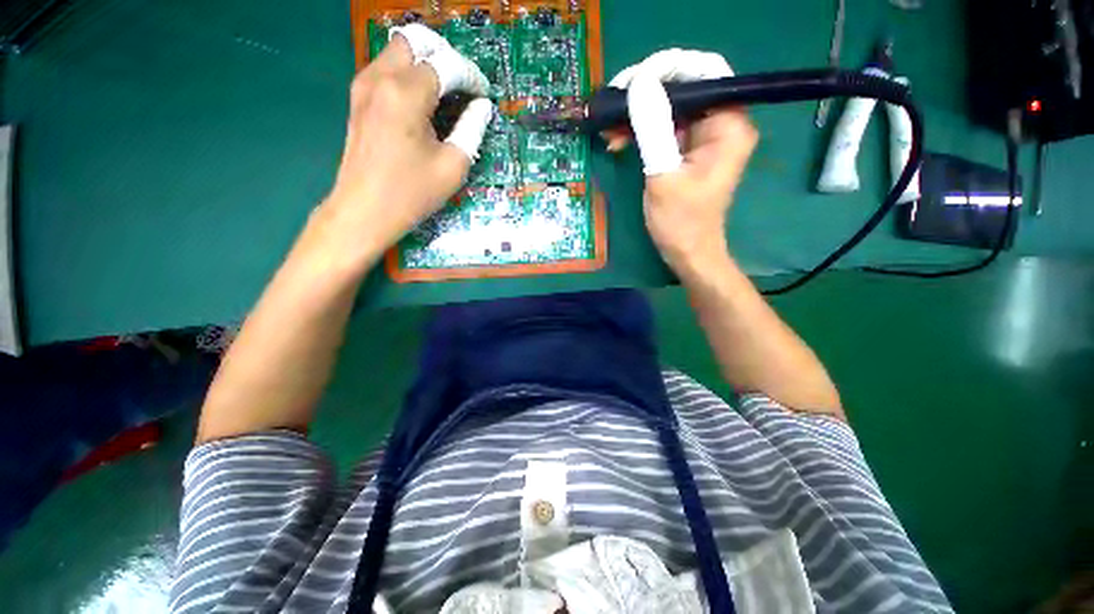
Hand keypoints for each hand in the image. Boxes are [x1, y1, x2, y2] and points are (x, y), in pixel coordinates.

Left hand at [321, 24, 493, 262]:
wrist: (364, 210)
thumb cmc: (412, 192)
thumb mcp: (453, 166)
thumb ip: (471, 129)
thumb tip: (482, 108)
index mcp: (406, 94)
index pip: (446, 65)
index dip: (471, 76)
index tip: (484, 95)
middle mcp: (381, 78)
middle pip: (416, 41)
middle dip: (445, 56)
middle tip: (463, 84)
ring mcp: (364, 86)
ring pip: (398, 51)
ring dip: (425, 62)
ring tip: (446, 91)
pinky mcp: (358, 99)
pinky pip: (386, 68)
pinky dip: (408, 73)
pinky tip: (422, 100)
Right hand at [604, 50, 757, 274]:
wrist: (687, 253)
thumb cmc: (680, 221)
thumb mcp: (663, 174)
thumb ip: (652, 127)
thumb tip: (639, 83)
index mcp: (728, 125)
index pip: (704, 74)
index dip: (668, 69)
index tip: (632, 80)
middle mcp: (722, 124)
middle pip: (685, 90)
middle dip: (647, 95)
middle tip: (613, 104)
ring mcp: (705, 138)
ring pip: (671, 110)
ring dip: (639, 116)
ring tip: (610, 129)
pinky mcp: (689, 151)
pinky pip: (665, 130)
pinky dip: (643, 133)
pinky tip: (619, 141)